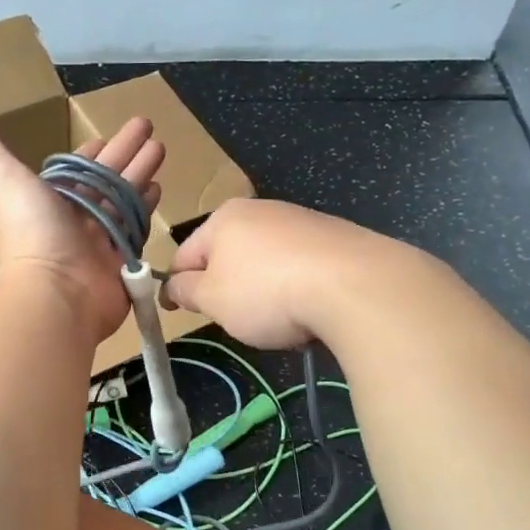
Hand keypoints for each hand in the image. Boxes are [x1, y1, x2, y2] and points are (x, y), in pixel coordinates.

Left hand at [0, 100, 163, 343]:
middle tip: (148, 127)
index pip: (76, 168)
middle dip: (126, 152)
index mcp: (51, 197)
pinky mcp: (123, 259)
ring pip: (124, 197)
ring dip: (141, 173)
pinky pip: (137, 226)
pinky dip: (148, 206)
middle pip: (106, 176)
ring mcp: (101, 238)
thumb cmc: (30, 231)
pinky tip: (160, 187)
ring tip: (161, 149)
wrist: (57, 292)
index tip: (106, 134)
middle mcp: (77, 216)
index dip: (91, 150)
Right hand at [164, 199, 404, 348]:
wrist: (355, 285)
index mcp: (224, 218)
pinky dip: (296, 286)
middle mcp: (261, 210)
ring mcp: (301, 221)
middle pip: (227, 256)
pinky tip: (309, 308)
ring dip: (261, 289)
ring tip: (278, 318)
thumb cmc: (267, 292)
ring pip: (265, 262)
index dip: (178, 287)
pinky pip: (300, 266)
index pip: (185, 255)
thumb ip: (185, 291)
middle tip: (234, 319)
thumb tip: (174, 286)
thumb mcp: (212, 299)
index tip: (179, 313)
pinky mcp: (334, 237)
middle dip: (225, 288)